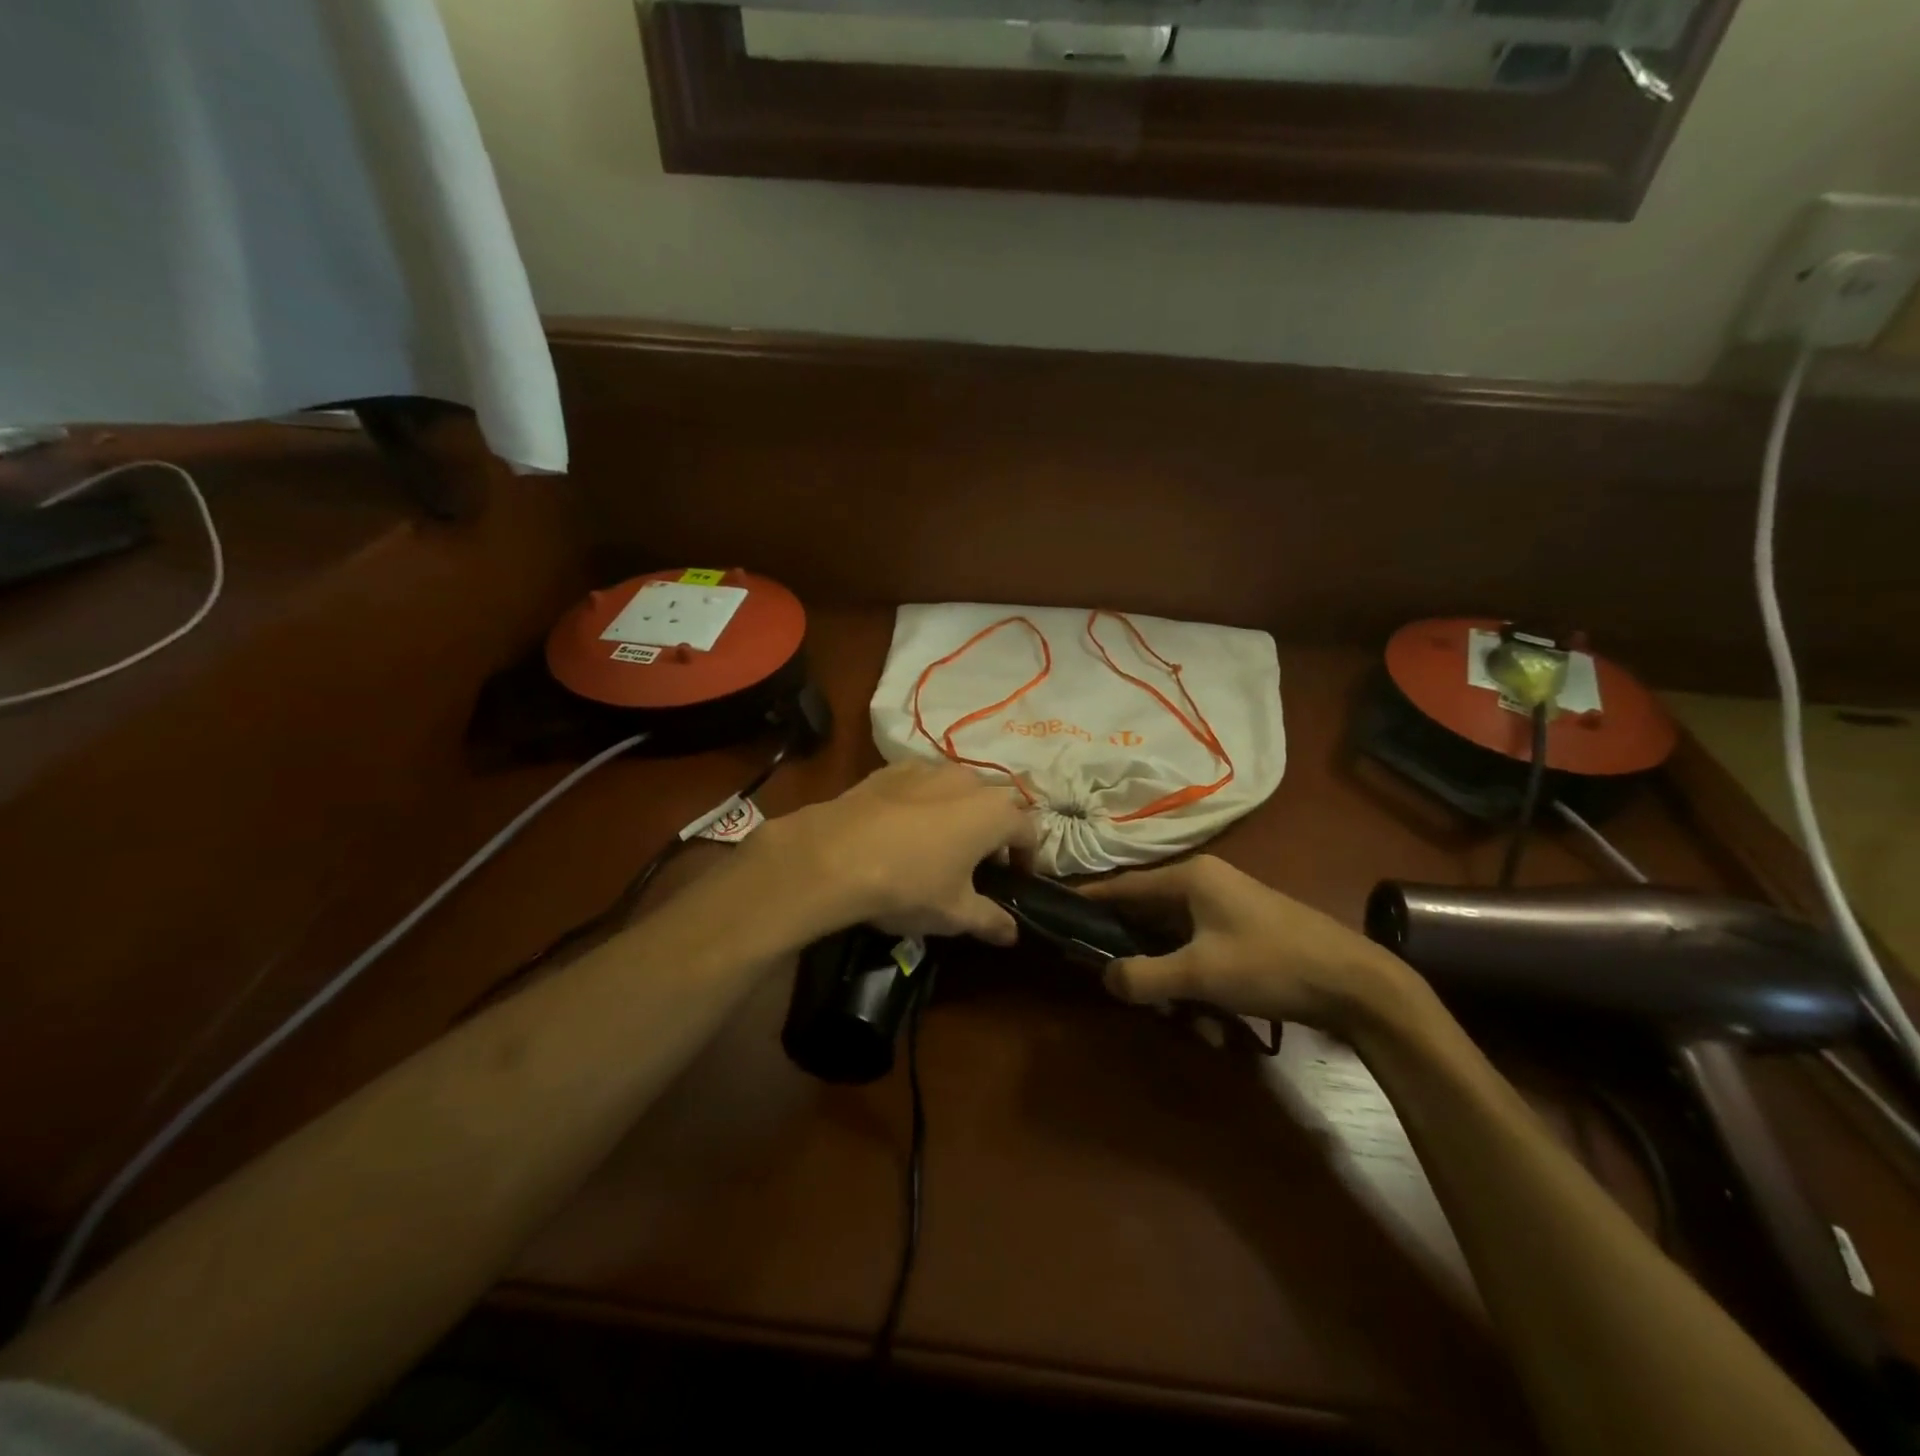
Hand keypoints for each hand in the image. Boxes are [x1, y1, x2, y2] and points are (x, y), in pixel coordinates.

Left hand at [759, 761, 1035, 944]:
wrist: (834, 855)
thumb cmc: (909, 885)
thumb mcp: (955, 913)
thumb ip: (990, 920)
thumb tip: (1012, 933)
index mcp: (994, 812)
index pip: (1029, 830)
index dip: (1027, 856)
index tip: (1015, 879)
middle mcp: (968, 780)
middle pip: (996, 802)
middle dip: (995, 830)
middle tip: (979, 863)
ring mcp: (929, 769)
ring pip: (958, 788)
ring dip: (960, 812)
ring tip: (941, 844)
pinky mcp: (892, 769)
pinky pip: (922, 784)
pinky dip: (925, 802)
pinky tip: (904, 828)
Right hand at [1082, 856, 1413, 1033]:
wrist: (1358, 985)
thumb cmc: (1270, 965)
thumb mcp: (1200, 974)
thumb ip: (1144, 976)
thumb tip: (1106, 978)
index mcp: (1190, 878)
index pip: (1124, 886)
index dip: (1092, 903)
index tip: (1061, 918)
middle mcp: (1206, 884)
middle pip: (1149, 919)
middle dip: (1142, 964)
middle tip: (1136, 997)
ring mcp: (1228, 908)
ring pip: (1177, 945)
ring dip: (1176, 986)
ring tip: (1193, 1025)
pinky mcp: (1246, 933)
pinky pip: (1203, 956)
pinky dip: (1201, 988)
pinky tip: (1218, 1027)